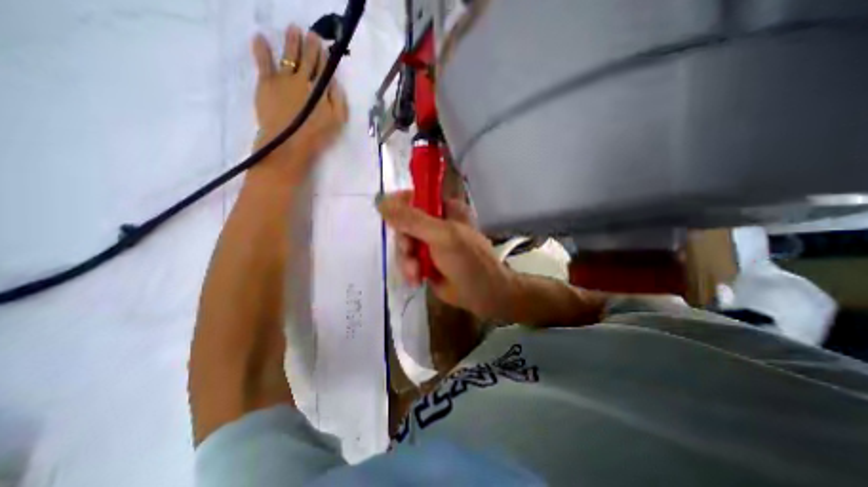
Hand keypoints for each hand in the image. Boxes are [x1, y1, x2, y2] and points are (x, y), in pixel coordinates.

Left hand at [249, 22, 347, 173]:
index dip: (323, 56)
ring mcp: (283, 79)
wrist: (288, 142)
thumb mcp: (337, 121)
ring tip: (293, 29)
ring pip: (289, 56)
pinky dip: (261, 49)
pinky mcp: (266, 83)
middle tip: (311, 33)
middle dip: (310, 45)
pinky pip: (263, 61)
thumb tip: (335, 82)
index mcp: (320, 89)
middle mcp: (303, 79)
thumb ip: (338, 100)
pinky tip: (260, 37)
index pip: (323, 69)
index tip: (323, 45)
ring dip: (291, 42)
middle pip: (307, 60)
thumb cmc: (316, 135)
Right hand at [378, 191, 513, 318]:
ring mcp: (429, 244)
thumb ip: (413, 220)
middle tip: (410, 252)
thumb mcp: (442, 236)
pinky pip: (406, 260)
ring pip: (403, 244)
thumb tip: (381, 201)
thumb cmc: (469, 261)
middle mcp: (435, 224)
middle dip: (404, 242)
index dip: (399, 205)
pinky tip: (417, 279)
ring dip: (406, 260)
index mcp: (444, 209)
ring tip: (416, 273)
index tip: (388, 217)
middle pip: (404, 224)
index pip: (415, 198)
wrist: (484, 296)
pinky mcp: (425, 262)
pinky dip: (408, 270)